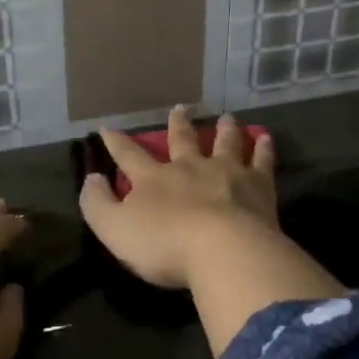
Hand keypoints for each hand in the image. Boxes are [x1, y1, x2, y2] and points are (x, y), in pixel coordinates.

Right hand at [78, 106, 278, 288]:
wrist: (223, 250)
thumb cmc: (164, 244)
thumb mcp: (114, 229)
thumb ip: (97, 204)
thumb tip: (92, 178)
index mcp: (154, 178)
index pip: (129, 155)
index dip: (116, 142)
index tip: (108, 128)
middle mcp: (190, 167)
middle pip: (182, 140)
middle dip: (178, 124)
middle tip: (180, 108)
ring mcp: (227, 173)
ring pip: (224, 144)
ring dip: (224, 130)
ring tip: (227, 117)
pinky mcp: (258, 187)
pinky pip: (261, 161)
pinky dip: (263, 149)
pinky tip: (265, 138)